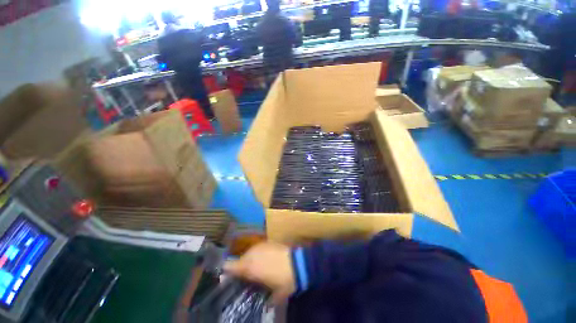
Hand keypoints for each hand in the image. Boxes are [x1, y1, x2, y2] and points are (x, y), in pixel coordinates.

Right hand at [223, 242, 295, 304]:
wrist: (298, 263)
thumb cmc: (284, 280)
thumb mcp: (275, 294)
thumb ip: (267, 298)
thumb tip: (266, 302)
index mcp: (249, 267)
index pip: (229, 266)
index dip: (226, 271)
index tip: (224, 276)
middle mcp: (252, 254)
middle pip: (240, 259)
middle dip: (241, 267)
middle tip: (245, 275)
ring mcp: (261, 246)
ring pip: (249, 253)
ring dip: (250, 260)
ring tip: (256, 267)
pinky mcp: (268, 242)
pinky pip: (258, 248)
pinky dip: (258, 254)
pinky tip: (265, 259)